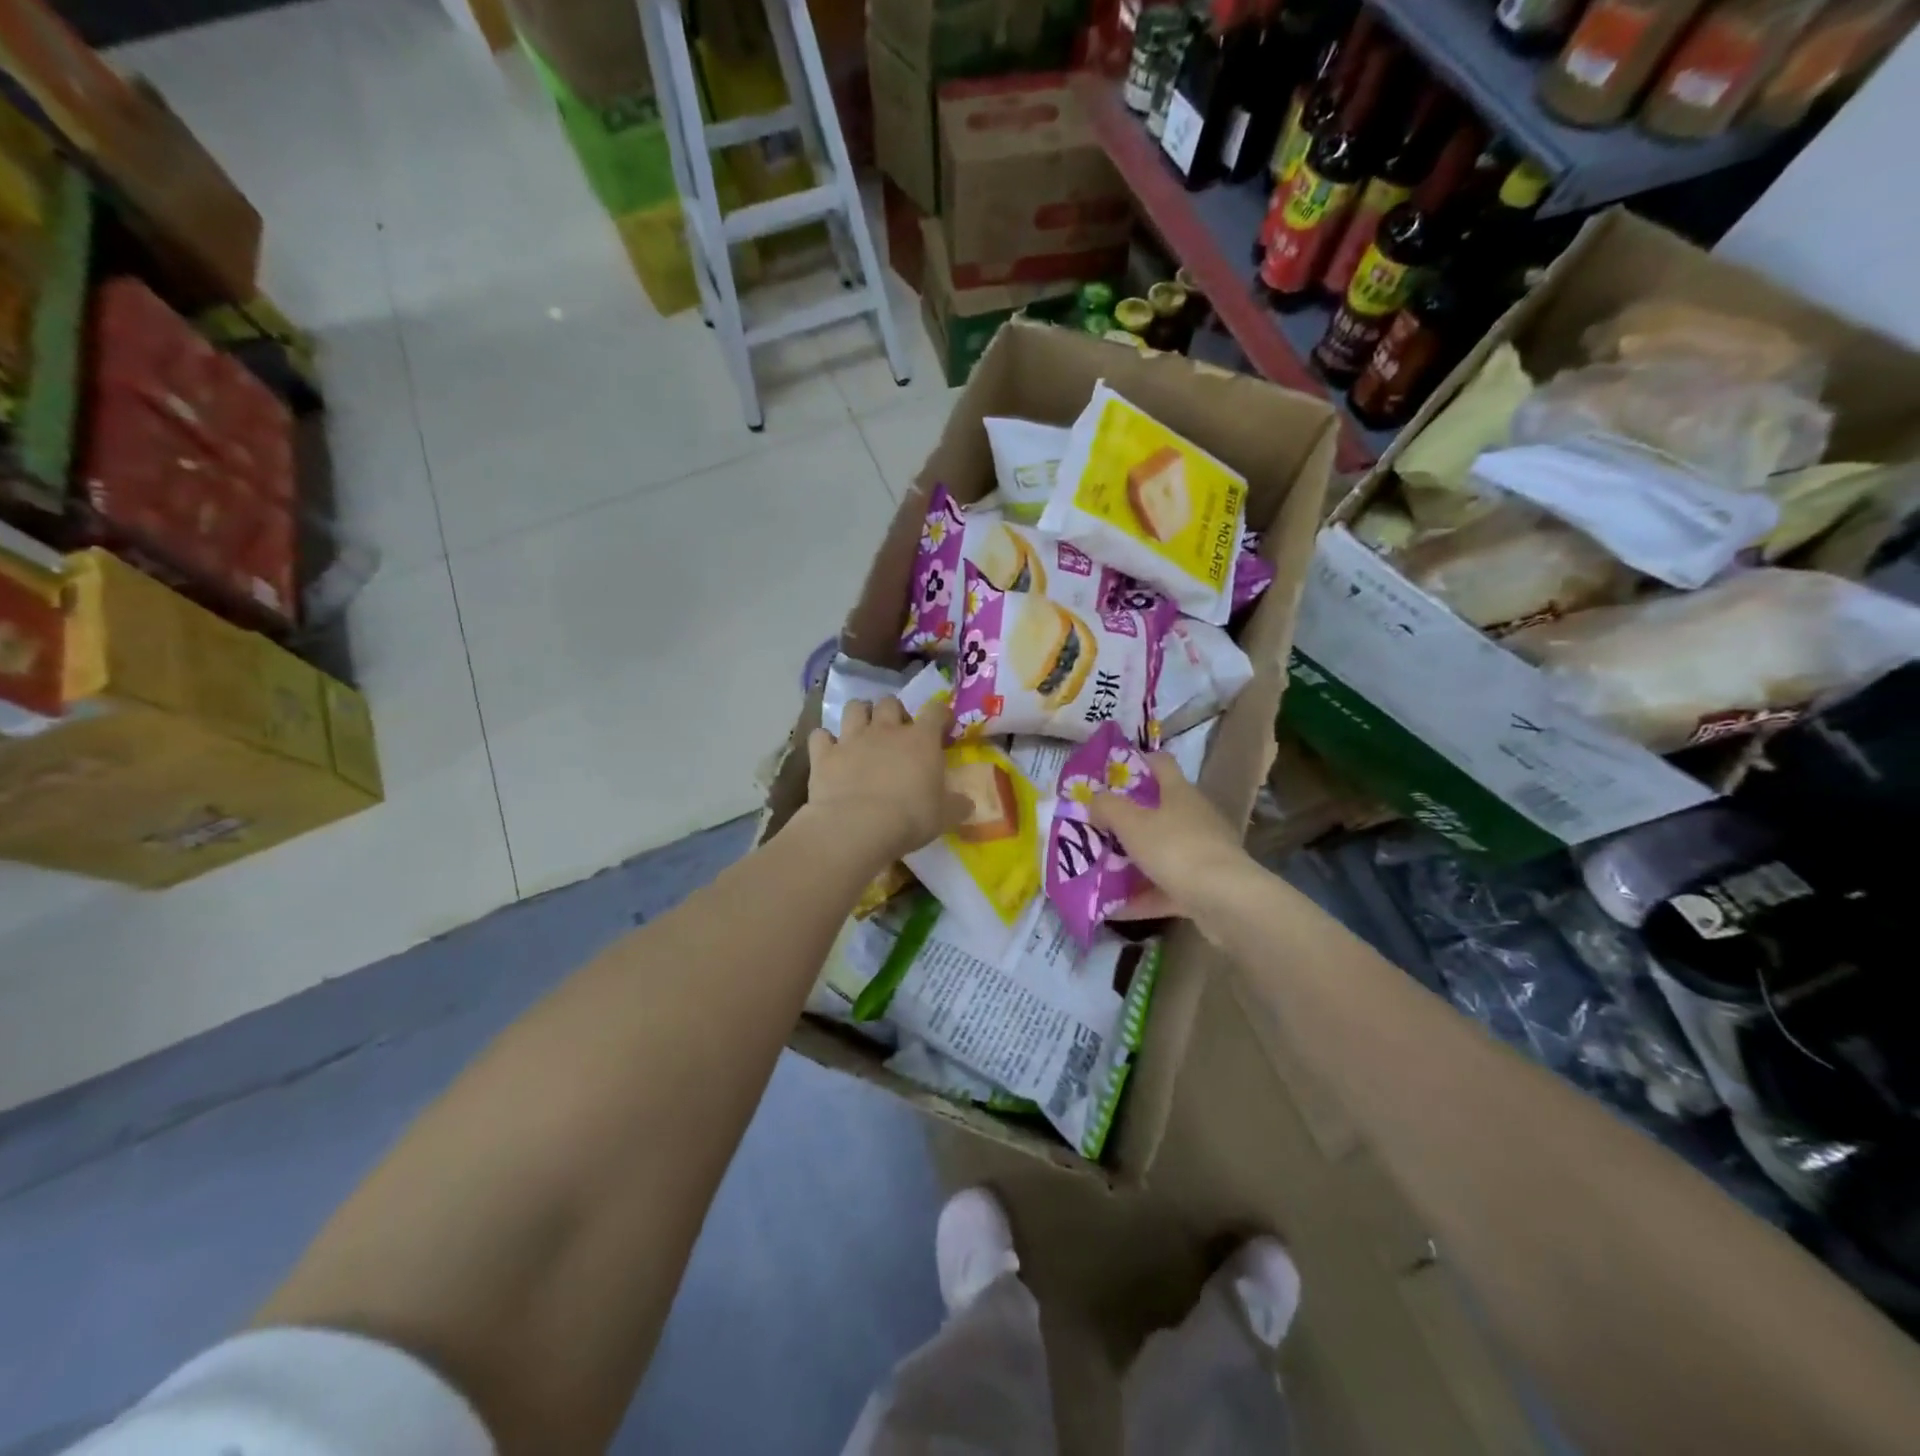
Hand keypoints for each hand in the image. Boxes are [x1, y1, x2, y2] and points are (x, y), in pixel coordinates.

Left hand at [802, 696, 967, 869]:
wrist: (857, 827)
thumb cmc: (910, 818)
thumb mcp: (944, 816)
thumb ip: (957, 805)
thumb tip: (967, 803)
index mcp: (921, 739)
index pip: (936, 711)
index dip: (940, 714)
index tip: (943, 725)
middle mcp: (886, 730)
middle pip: (890, 702)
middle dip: (894, 712)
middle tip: (897, 731)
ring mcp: (852, 738)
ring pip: (854, 707)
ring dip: (860, 714)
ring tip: (862, 729)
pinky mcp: (824, 754)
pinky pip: (820, 736)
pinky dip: (825, 741)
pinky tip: (829, 751)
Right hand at [1090, 753, 1250, 919]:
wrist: (1226, 900)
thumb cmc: (1176, 849)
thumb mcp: (1131, 823)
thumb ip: (1108, 807)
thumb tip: (1096, 801)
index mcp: (1179, 793)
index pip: (1160, 764)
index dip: (1136, 762)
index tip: (1110, 774)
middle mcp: (1194, 817)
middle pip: (1158, 811)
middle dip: (1127, 820)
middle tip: (1097, 828)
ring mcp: (1203, 852)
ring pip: (1161, 852)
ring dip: (1133, 861)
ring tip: (1100, 870)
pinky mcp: (1205, 887)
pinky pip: (1166, 887)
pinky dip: (1142, 896)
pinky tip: (1114, 909)